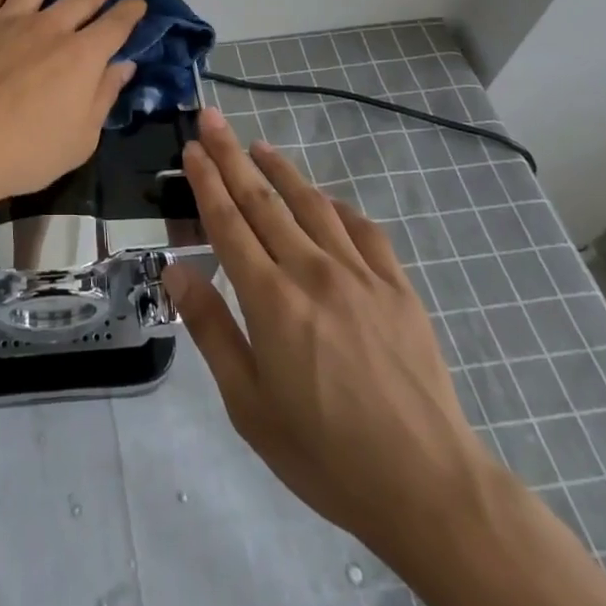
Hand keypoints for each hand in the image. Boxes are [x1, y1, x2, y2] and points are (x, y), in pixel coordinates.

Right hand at [162, 109, 496, 563]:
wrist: (428, 487)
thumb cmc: (326, 454)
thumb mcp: (249, 405)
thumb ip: (212, 329)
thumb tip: (176, 269)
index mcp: (271, 299)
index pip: (228, 222)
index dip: (207, 180)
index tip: (192, 147)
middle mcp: (312, 271)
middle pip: (263, 200)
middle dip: (232, 156)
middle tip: (211, 118)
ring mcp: (360, 274)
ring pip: (311, 204)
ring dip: (280, 170)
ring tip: (259, 146)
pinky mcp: (397, 286)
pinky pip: (362, 230)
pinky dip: (336, 207)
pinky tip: (325, 201)